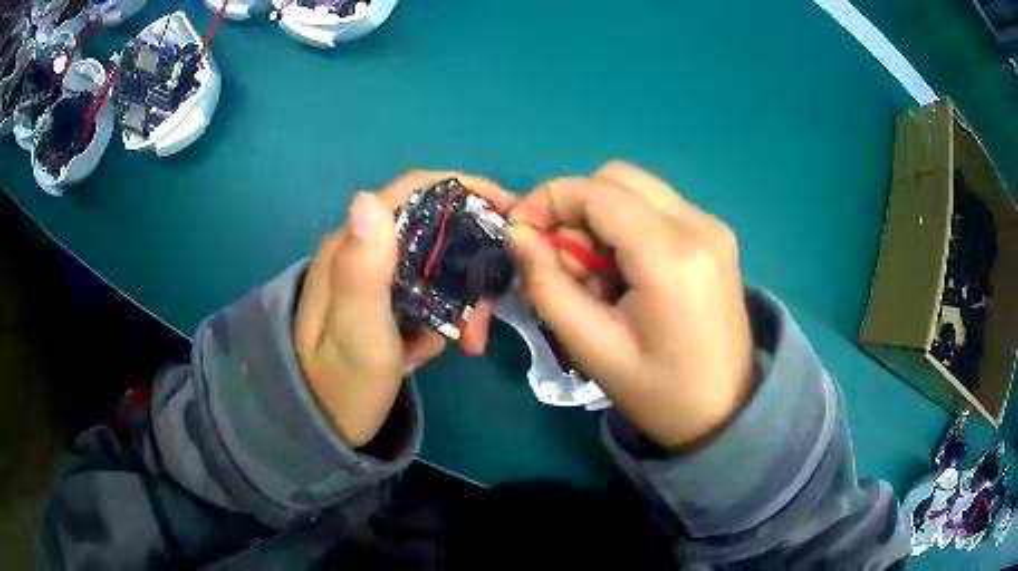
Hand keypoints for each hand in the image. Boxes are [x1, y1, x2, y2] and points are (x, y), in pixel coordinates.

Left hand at [295, 171, 516, 446]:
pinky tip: (426, 350)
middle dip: (470, 266)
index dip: (467, 189)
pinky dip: (440, 318)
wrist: (319, 424)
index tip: (510, 213)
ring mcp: (371, 273)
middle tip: (485, 316)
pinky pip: (425, 292)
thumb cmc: (341, 386)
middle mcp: (361, 248)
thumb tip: (368, 198)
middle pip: (435, 229)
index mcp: (353, 246)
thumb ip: (362, 272)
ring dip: (458, 301)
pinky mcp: (380, 296)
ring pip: (435, 264)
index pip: (415, 190)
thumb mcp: (356, 335)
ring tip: (464, 343)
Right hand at [507, 162, 753, 448]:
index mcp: (672, 257)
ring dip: (599, 219)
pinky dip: (625, 227)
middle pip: (616, 178)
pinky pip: (655, 208)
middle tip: (563, 262)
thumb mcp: (593, 348)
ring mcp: (712, 226)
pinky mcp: (715, 235)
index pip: (597, 192)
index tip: (519, 231)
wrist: (726, 411)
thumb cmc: (661, 393)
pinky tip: (624, 273)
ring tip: (596, 277)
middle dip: (574, 209)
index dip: (547, 199)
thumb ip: (548, 285)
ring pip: (634, 189)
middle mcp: (698, 225)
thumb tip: (518, 236)